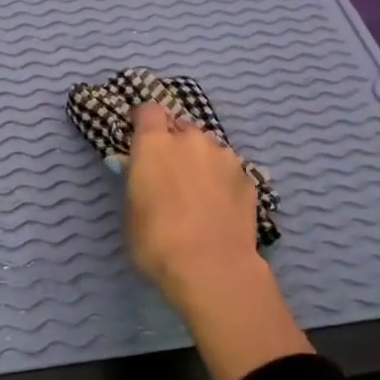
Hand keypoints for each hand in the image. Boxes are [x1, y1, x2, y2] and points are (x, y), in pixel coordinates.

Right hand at [123, 104, 312, 379]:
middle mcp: (191, 140)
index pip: (148, 110)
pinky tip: (219, 209)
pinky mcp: (248, 178)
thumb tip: (141, 170)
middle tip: (170, 174)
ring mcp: (224, 157)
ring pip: (207, 149)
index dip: (144, 123)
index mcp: (155, 143)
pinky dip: (222, 182)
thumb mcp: (131, 210)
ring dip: (200, 162)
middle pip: (180, 128)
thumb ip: (137, 180)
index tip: (140, 141)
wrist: (212, 268)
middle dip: (174, 144)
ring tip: (199, 195)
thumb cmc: (156, 241)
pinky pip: (228, 170)